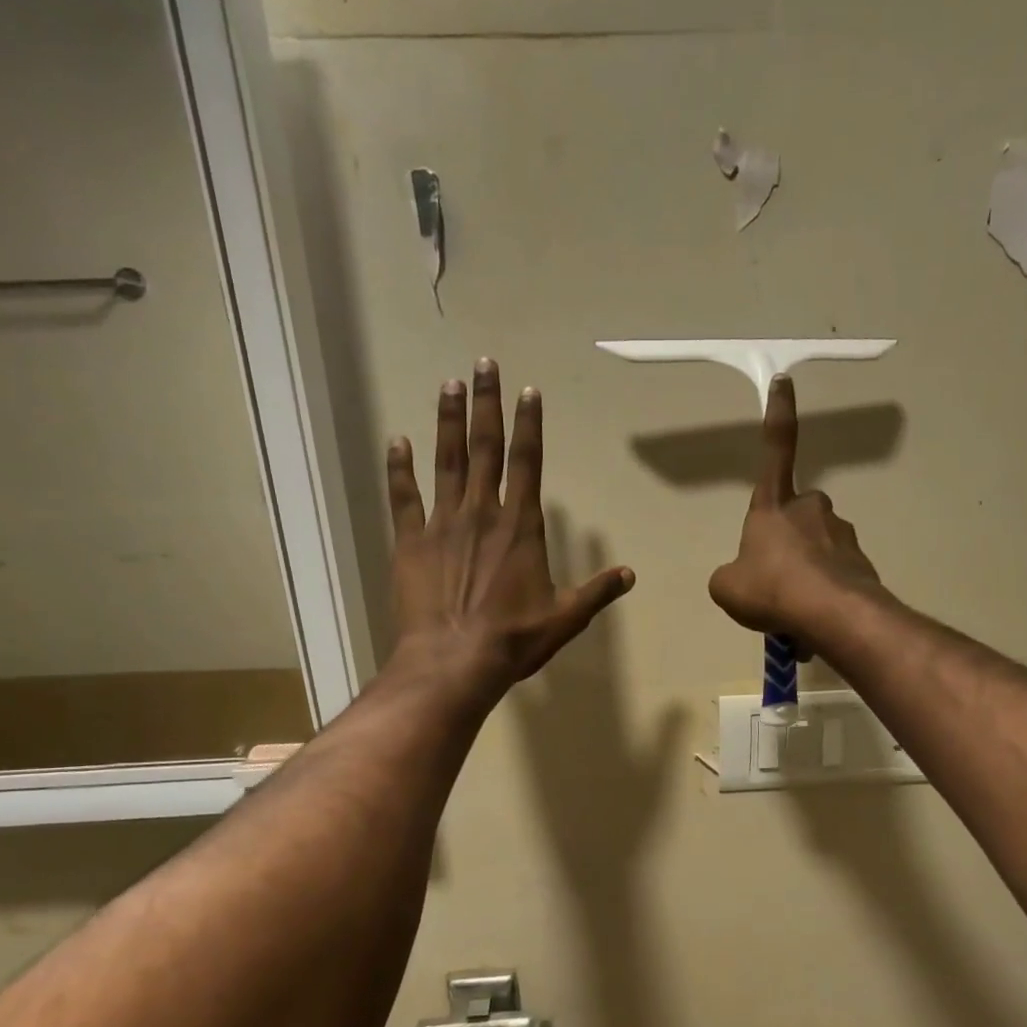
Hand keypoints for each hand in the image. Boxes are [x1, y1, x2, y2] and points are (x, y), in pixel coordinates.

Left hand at [386, 359, 633, 705]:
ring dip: (447, 420)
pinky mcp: (410, 542)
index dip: (529, 424)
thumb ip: (597, 592)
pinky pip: (404, 497)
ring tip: (449, 384)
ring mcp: (442, 524)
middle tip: (484, 364)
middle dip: (486, 404)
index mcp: (521, 526)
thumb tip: (630, 575)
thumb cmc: (513, 640)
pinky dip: (400, 468)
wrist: (452, 662)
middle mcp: (482, 513)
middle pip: (485, 447)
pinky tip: (397, 440)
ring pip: (445, 461)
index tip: (528, 390)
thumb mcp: (565, 618)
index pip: (528, 462)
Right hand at [709, 375, 883, 651]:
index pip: (776, 449)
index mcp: (774, 506)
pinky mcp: (861, 564)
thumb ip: (730, 576)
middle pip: (796, 515)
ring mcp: (841, 535)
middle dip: (786, 540)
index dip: (779, 414)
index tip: (784, 381)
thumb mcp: (727, 587)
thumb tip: (742, 577)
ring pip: (817, 550)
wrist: (832, 615)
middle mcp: (811, 510)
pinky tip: (812, 622)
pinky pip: (834, 577)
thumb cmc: (771, 589)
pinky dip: (822, 596)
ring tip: (792, 611)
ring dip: (804, 573)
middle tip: (774, 580)